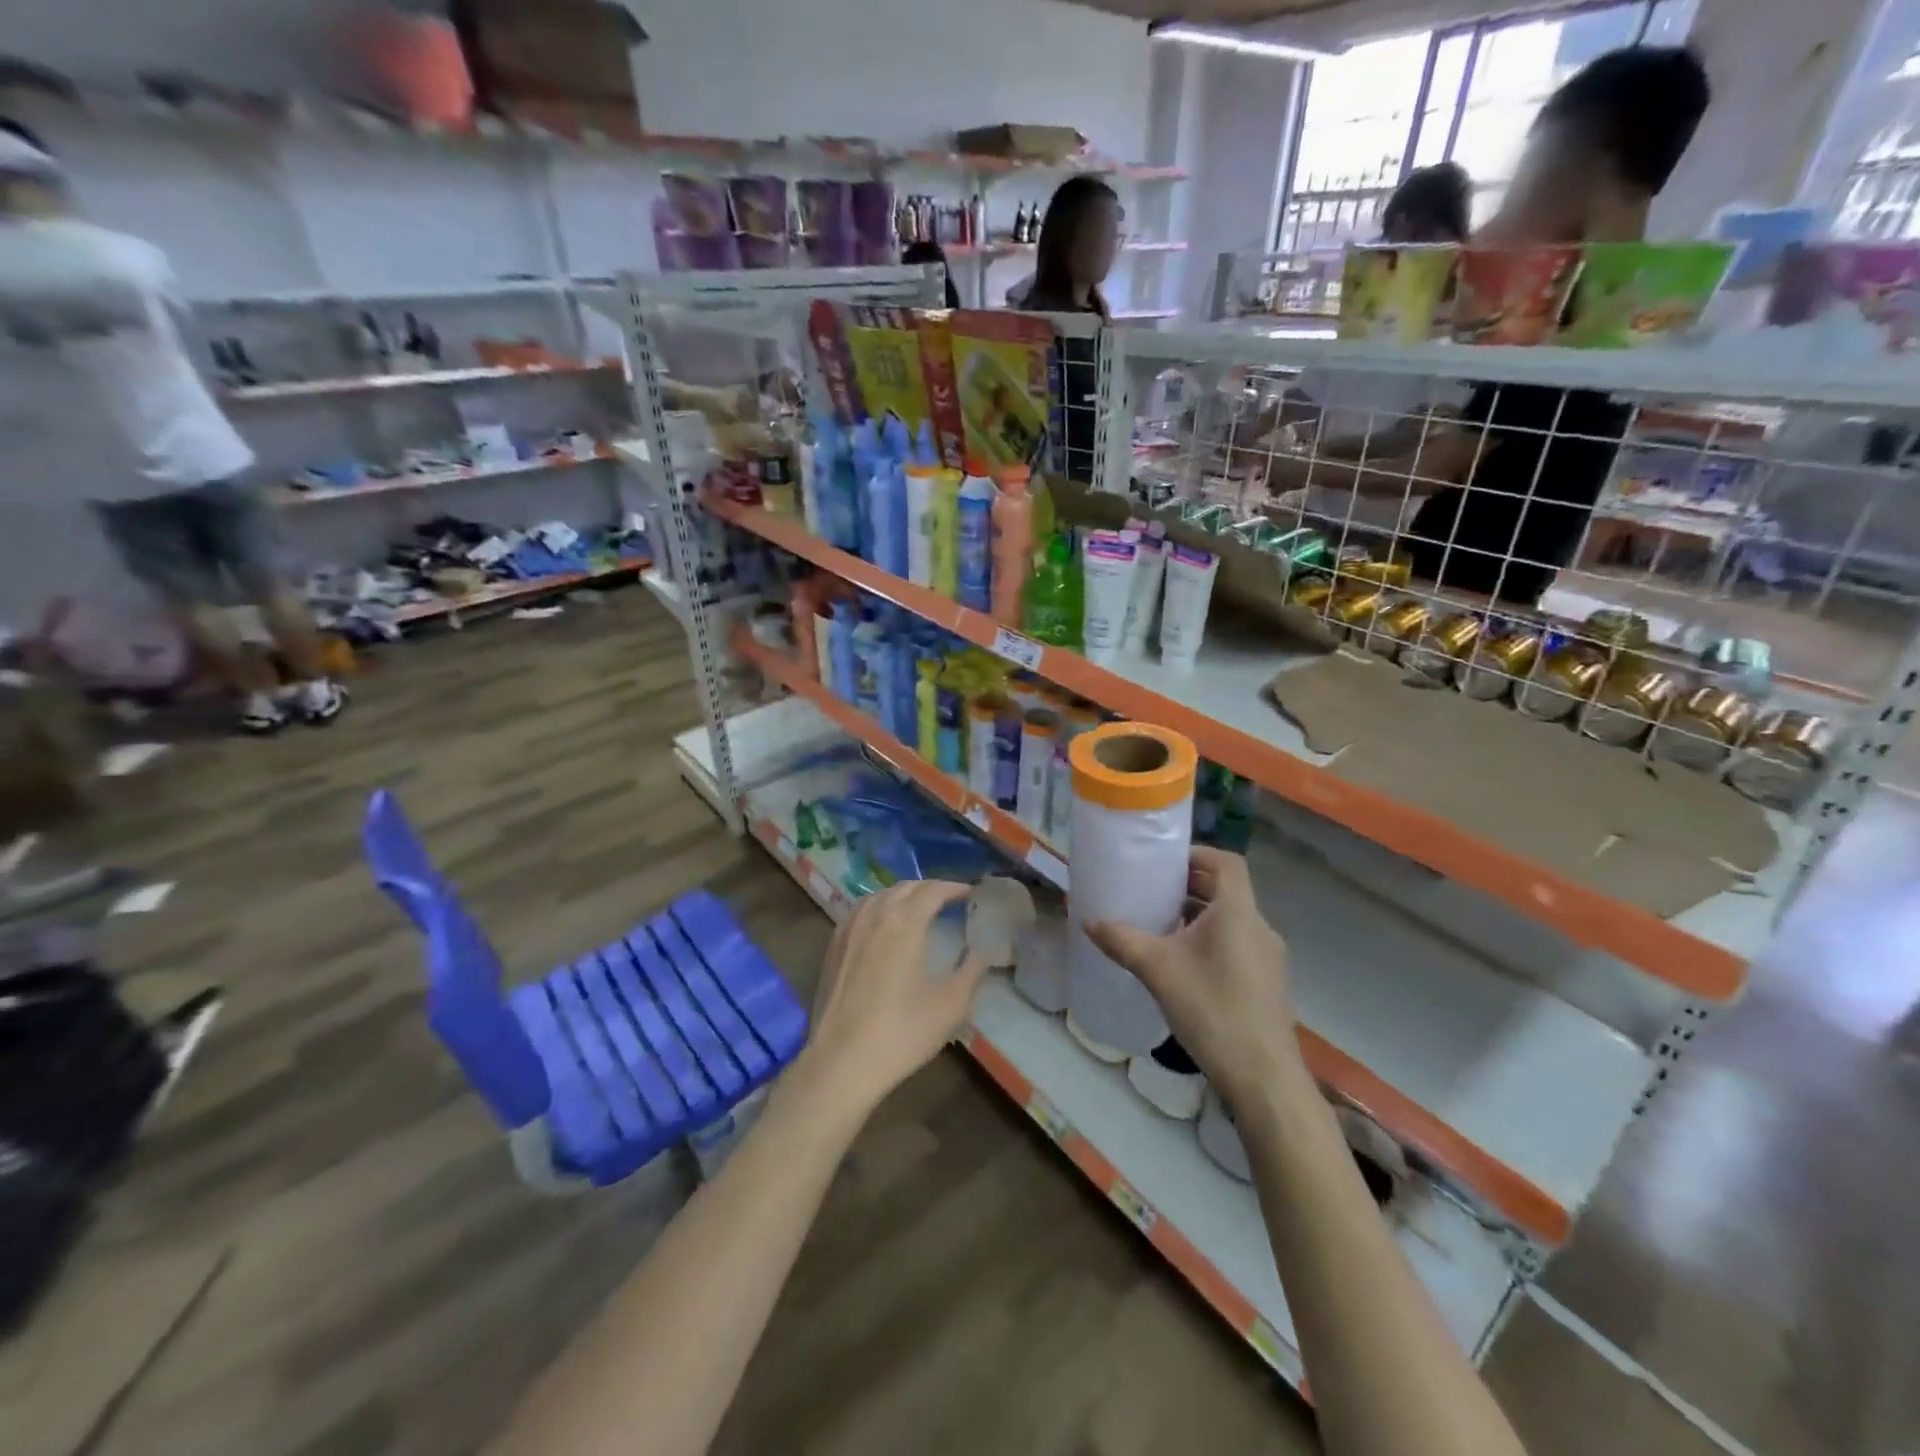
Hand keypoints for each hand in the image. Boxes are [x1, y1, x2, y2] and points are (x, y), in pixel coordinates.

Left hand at [798, 881, 989, 1116]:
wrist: (842, 1061)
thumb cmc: (903, 1031)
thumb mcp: (951, 1004)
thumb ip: (972, 970)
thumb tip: (986, 950)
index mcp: (905, 922)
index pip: (933, 890)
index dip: (954, 888)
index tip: (970, 893)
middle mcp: (875, 914)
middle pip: (906, 888)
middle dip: (930, 889)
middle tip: (949, 901)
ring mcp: (849, 928)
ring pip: (880, 896)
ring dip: (903, 895)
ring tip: (919, 909)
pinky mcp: (833, 946)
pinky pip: (861, 911)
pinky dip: (879, 907)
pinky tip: (884, 925)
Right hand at [1087, 848, 1298, 1104]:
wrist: (1264, 1077)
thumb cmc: (1212, 1010)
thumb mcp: (1157, 970)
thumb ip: (1122, 941)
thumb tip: (1089, 920)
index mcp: (1238, 912)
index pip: (1227, 862)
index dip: (1197, 854)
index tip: (1166, 863)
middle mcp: (1259, 927)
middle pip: (1227, 890)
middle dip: (1191, 885)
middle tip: (1154, 892)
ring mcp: (1268, 957)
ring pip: (1232, 920)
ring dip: (1200, 915)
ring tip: (1163, 928)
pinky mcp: (1268, 983)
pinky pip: (1238, 944)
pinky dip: (1212, 940)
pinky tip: (1185, 967)